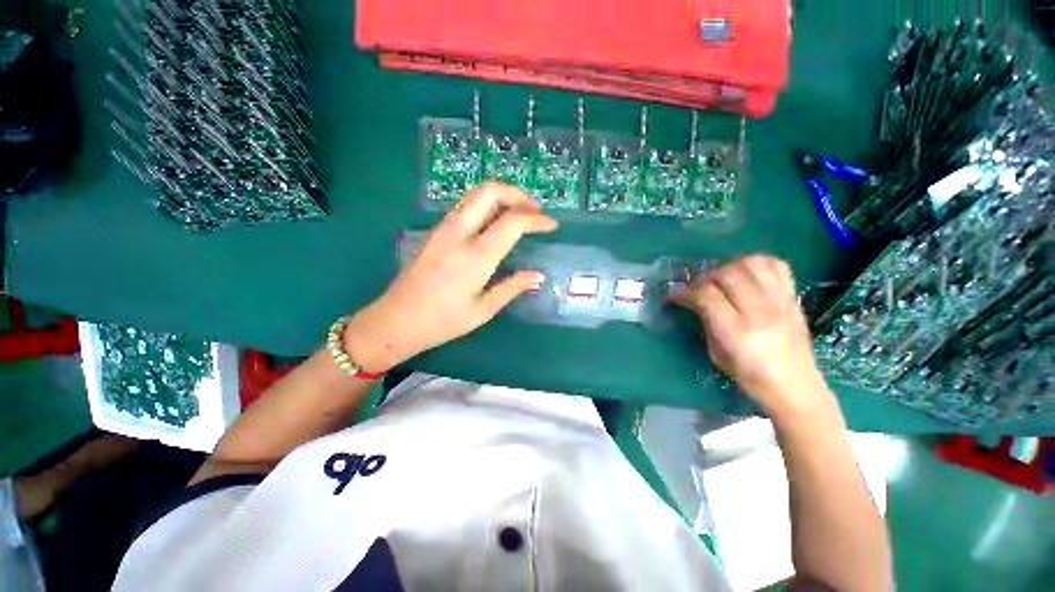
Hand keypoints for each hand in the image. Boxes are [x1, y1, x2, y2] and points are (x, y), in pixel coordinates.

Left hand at [344, 183, 556, 373]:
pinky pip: (465, 206)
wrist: (395, 320)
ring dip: (502, 196)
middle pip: (490, 191)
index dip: (537, 219)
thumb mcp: (483, 310)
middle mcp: (459, 234)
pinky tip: (495, 222)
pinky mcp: (435, 231)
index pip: (513, 221)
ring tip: (519, 214)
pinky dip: (487, 205)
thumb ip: (512, 287)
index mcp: (475, 257)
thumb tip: (538, 275)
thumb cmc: (442, 322)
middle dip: (518, 194)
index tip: (551, 226)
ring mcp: (443, 228)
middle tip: (534, 211)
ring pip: (475, 194)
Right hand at [671, 255, 833, 420]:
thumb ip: (705, 321)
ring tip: (721, 278)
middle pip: (727, 274)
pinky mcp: (793, 298)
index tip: (673, 296)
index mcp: (737, 331)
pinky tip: (746, 274)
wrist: (795, 387)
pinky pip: (777, 265)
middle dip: (704, 277)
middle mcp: (760, 312)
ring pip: (751, 263)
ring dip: (729, 266)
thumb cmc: (748, 376)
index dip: (683, 292)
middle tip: (697, 288)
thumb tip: (692, 300)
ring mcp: (781, 302)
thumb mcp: (716, 353)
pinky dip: (757, 263)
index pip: (705, 295)